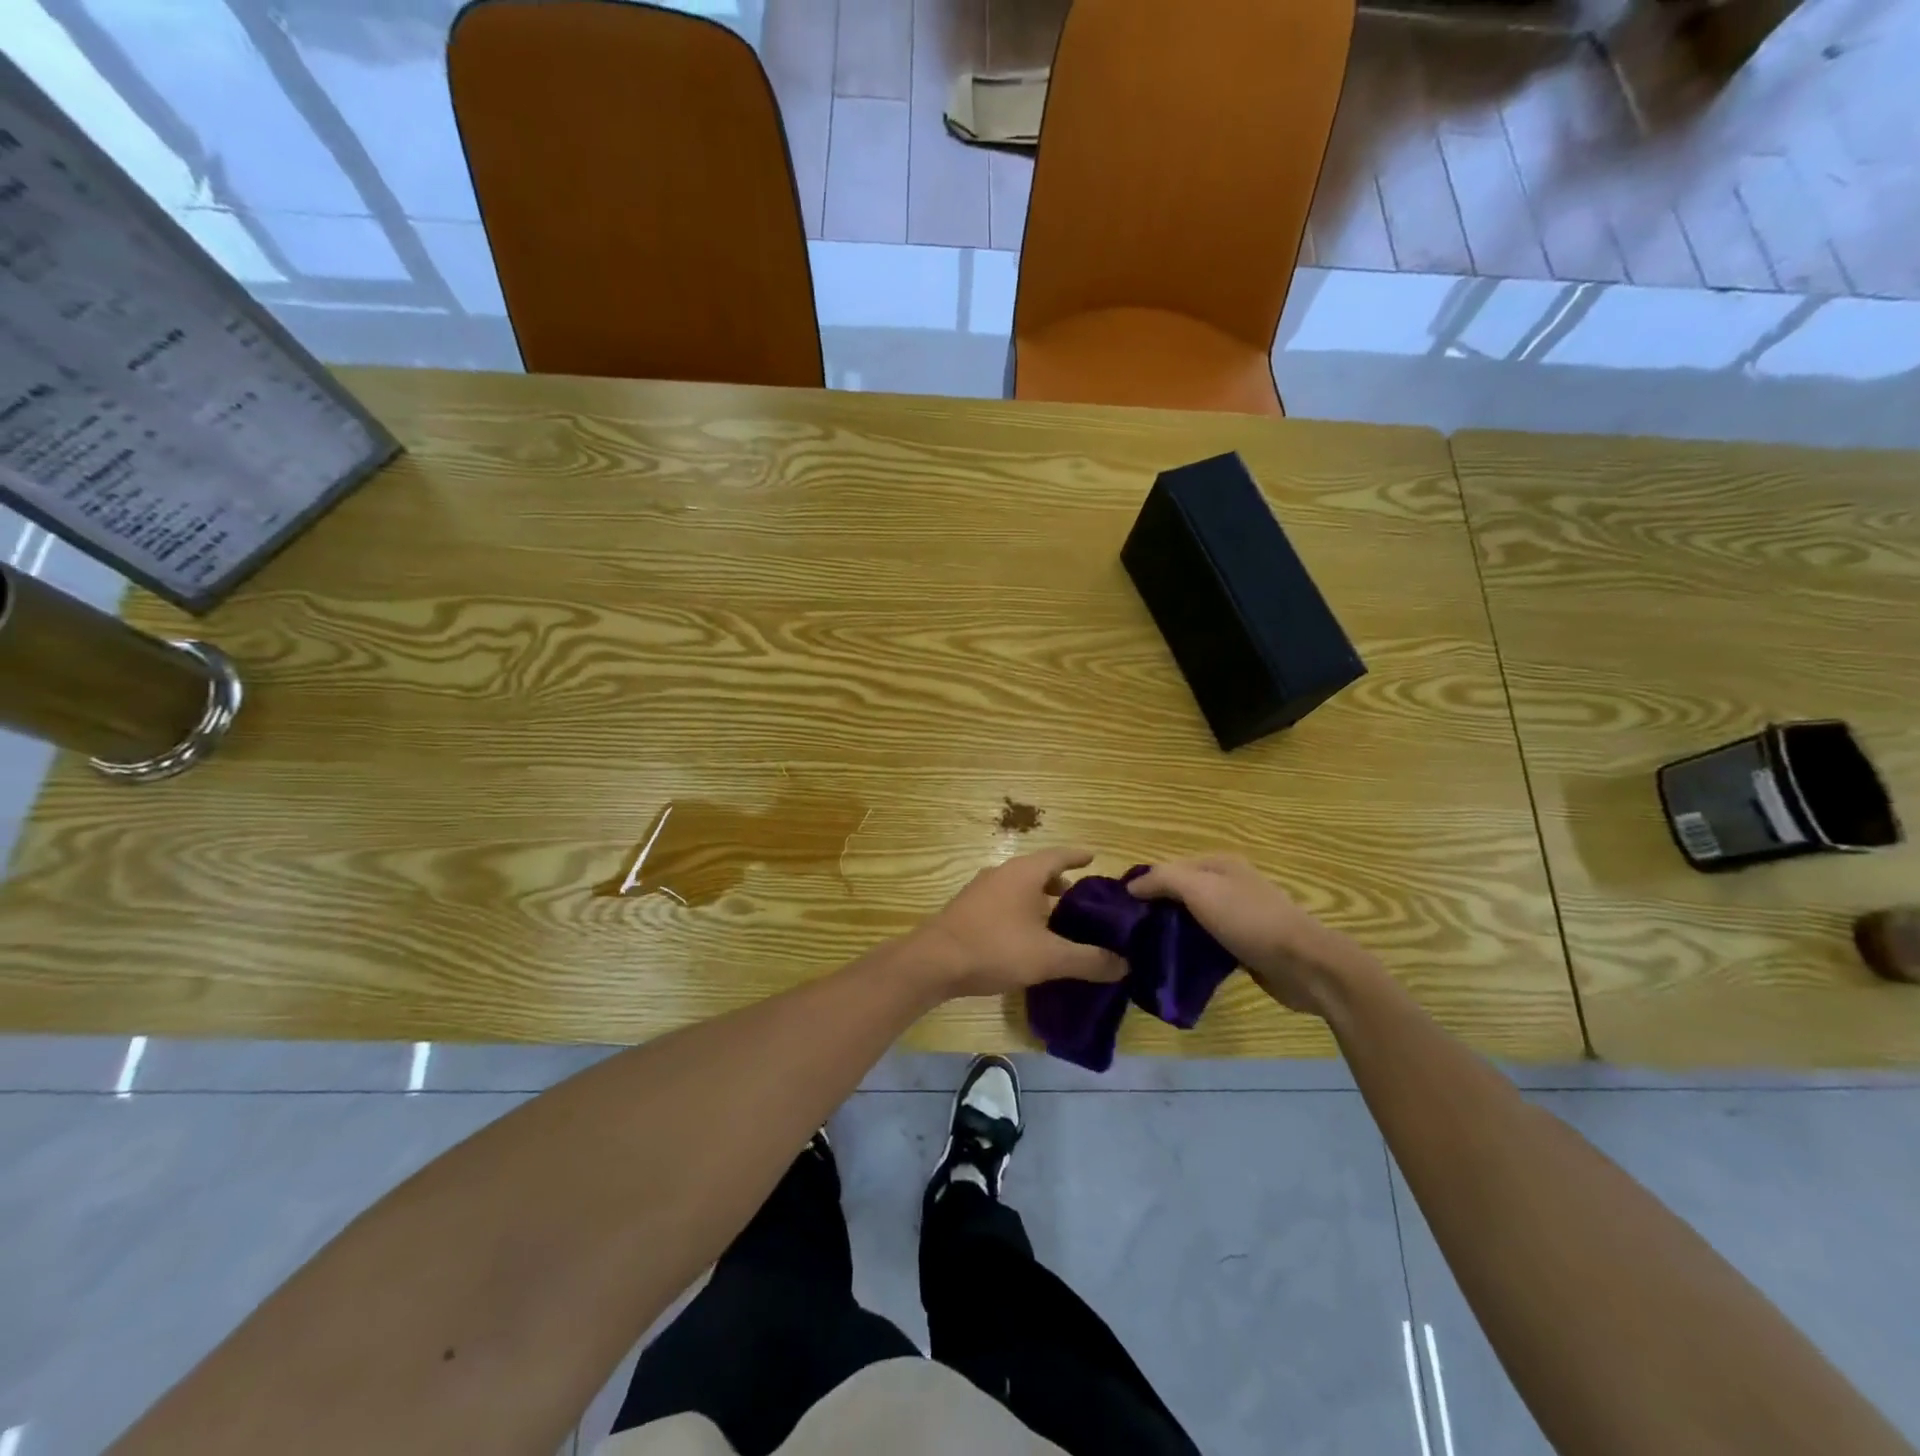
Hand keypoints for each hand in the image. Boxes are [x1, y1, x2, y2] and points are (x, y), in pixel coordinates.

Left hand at [911, 848, 1127, 998]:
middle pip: (1038, 871)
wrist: (934, 962)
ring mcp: (981, 890)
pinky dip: (1022, 910)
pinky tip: (1027, 936)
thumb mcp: (1049, 958)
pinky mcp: (967, 909)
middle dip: (1061, 883)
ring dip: (1039, 898)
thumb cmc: (995, 948)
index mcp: (1024, 873)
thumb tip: (1124, 964)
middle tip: (1083, 901)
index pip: (1059, 855)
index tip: (1094, 858)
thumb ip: (1089, 960)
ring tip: (1057, 921)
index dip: (1078, 857)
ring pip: (1019, 887)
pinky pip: (1004, 901)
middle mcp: (1002, 873)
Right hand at [1128, 856, 1379, 1016]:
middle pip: (1182, 893)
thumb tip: (1131, 885)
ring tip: (1147, 949)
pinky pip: (1210, 943)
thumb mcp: (1200, 890)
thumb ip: (1162, 880)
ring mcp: (1241, 915)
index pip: (1170, 868)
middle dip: (1158, 909)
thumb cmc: (1248, 920)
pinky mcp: (1247, 945)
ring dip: (1174, 931)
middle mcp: (1230, 884)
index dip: (1145, 884)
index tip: (1121, 909)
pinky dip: (1193, 950)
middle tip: (1130, 932)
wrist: (1304, 965)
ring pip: (1195, 919)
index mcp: (1220, 864)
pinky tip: (1177, 963)